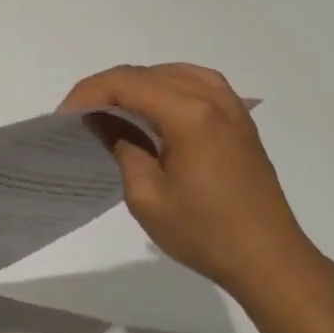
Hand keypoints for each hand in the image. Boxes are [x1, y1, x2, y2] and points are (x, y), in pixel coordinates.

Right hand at [59, 64, 333, 310]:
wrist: (269, 258)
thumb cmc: (204, 233)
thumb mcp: (147, 196)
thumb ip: (122, 146)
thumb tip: (104, 120)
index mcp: (190, 113)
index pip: (127, 82)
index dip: (89, 93)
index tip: (64, 117)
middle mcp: (213, 97)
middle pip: (148, 73)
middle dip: (109, 88)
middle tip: (82, 117)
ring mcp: (231, 105)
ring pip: (172, 74)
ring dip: (138, 86)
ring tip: (112, 112)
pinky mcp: (240, 119)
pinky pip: (196, 84)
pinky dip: (167, 89)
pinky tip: (154, 110)